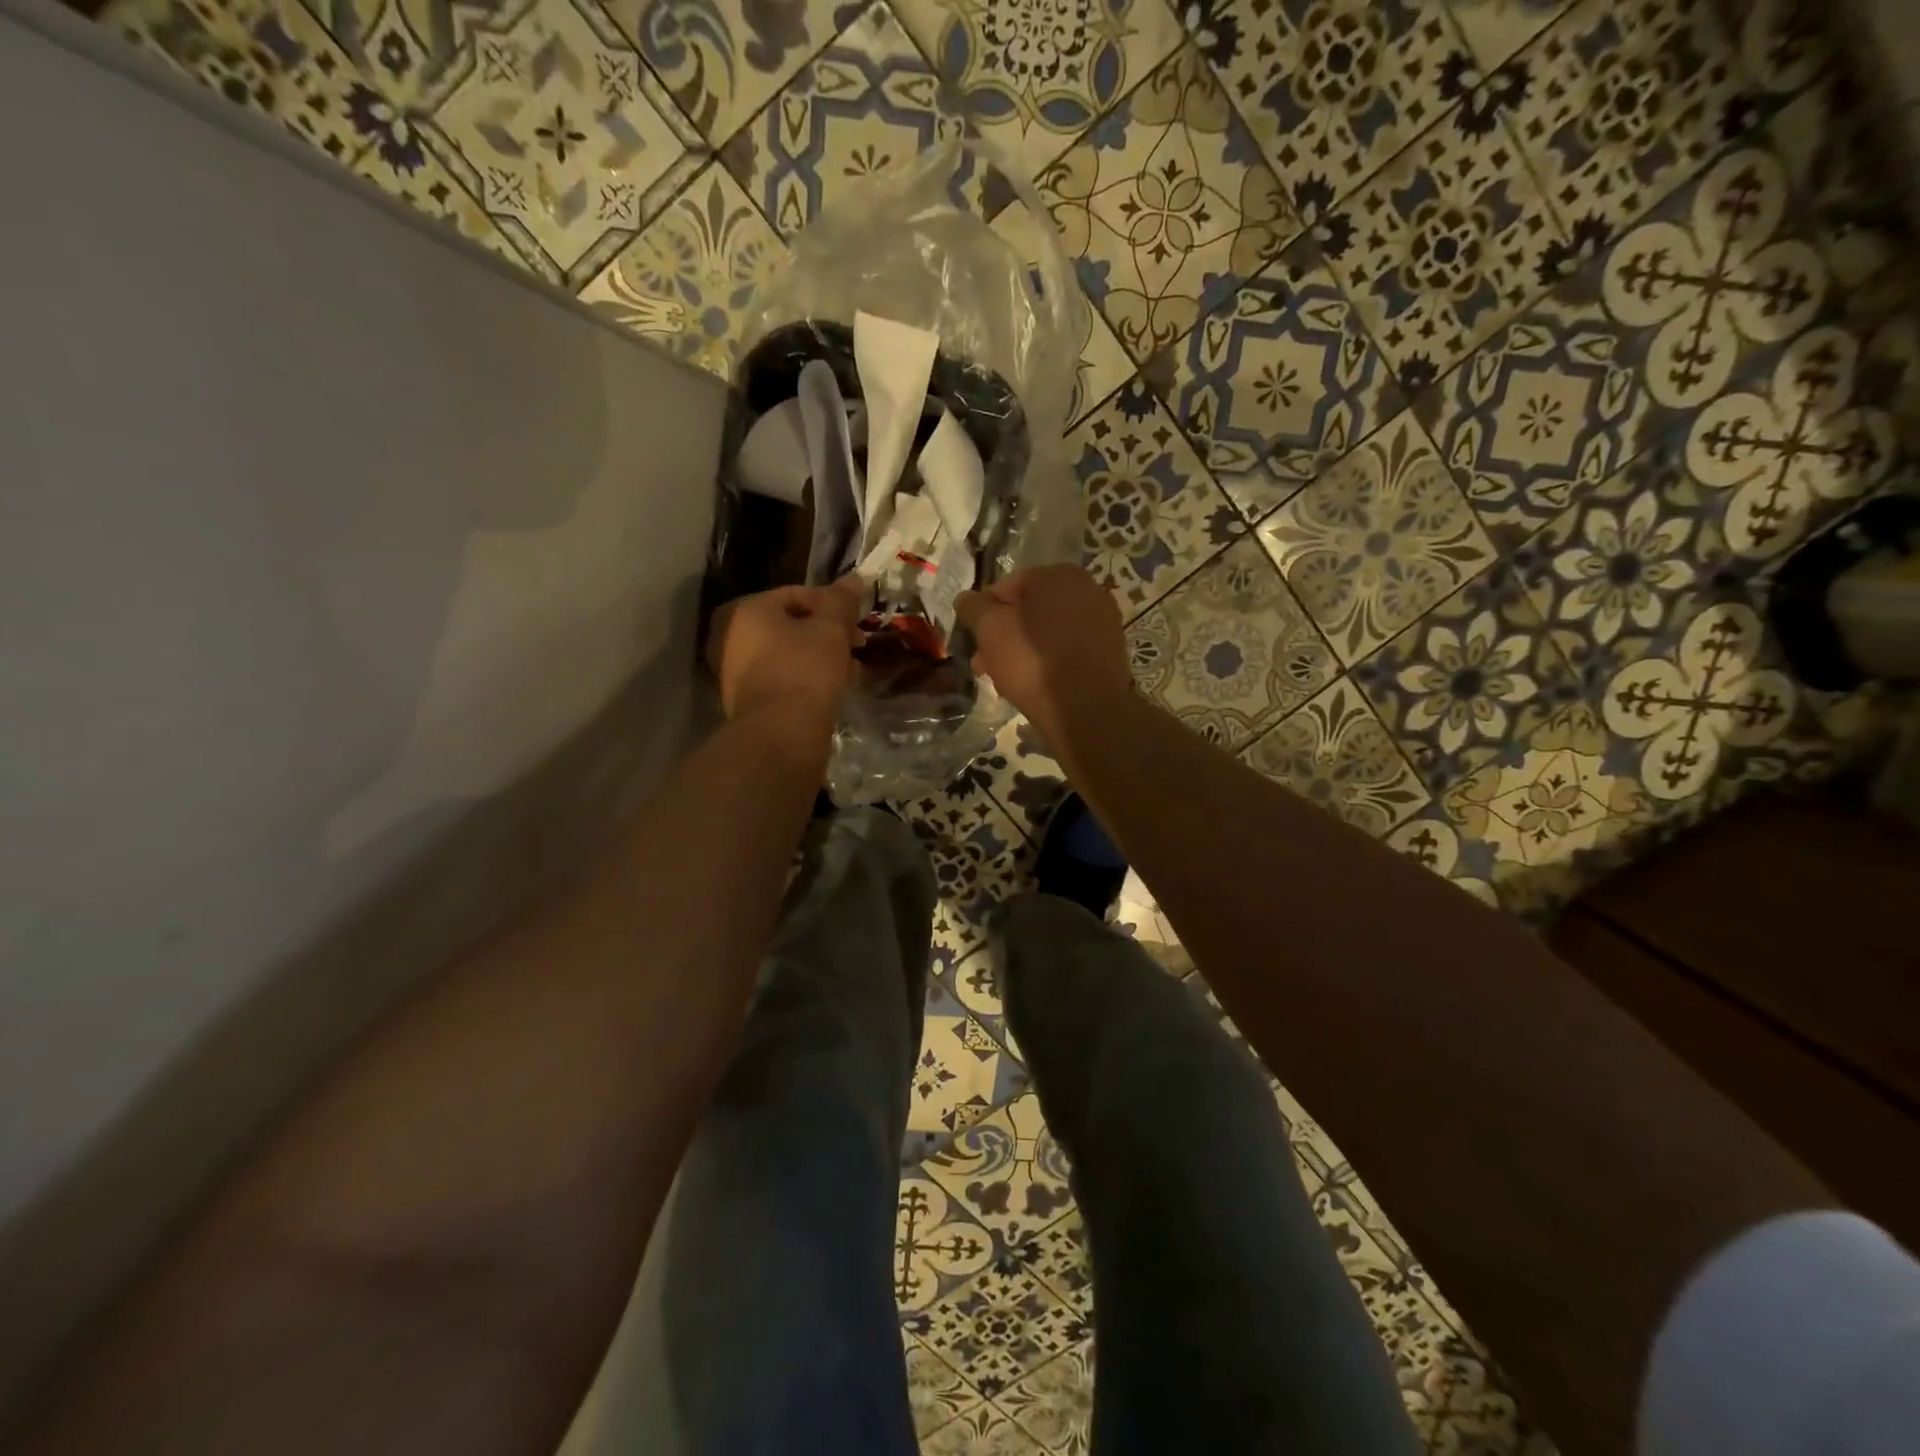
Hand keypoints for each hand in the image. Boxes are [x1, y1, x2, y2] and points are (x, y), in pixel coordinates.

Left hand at [706, 576, 865, 727]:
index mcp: (747, 609)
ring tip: (848, 670)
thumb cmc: (805, 670)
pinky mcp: (746, 699)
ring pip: (787, 652)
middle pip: (790, 624)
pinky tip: (829, 689)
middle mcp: (731, 635)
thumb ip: (841, 601)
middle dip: (826, 633)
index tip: (858, 624)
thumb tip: (854, 578)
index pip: (797, 594)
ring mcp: (734, 670)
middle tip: (855, 646)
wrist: (781, 734)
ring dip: (818, 656)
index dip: (833, 606)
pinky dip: (805, 677)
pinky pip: (781, 677)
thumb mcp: (831, 630)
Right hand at [956, 565, 1132, 745]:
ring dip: (1021, 651)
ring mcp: (1103, 623)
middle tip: (983, 663)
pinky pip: (1067, 651)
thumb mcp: (990, 629)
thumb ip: (974, 608)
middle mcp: (1088, 591)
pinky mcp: (1109, 653)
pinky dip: (1047, 662)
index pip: (1008, 586)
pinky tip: (1032, 685)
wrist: (1085, 709)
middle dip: (1003, 636)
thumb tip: (965, 599)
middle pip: (1029, 611)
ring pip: (1047, 633)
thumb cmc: (1032, 660)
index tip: (973, 637)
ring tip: (1003, 679)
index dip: (984, 611)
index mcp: (1060, 575)